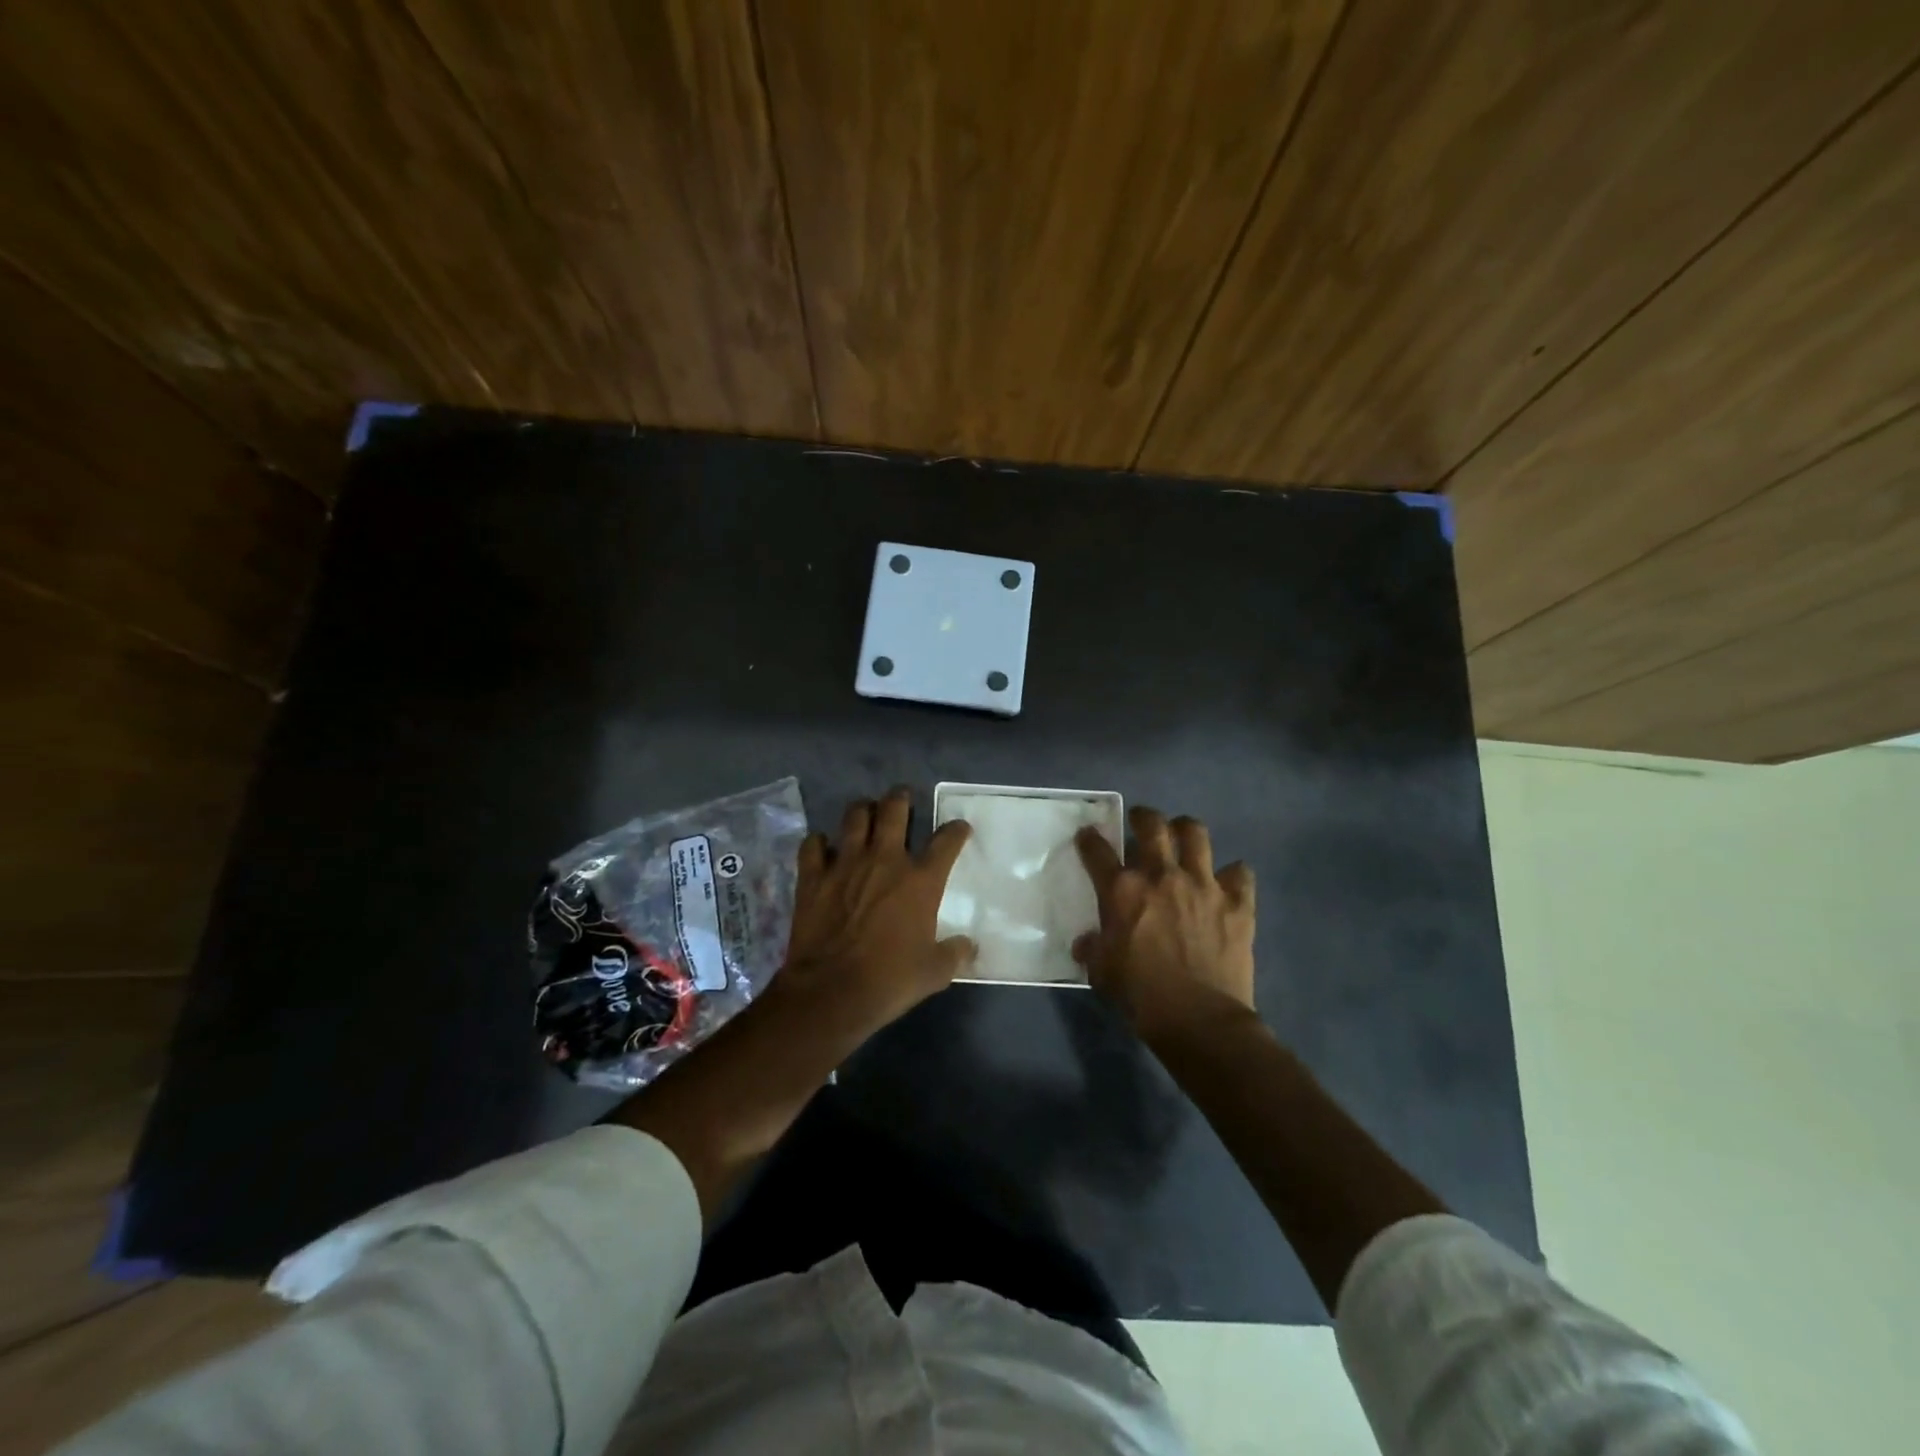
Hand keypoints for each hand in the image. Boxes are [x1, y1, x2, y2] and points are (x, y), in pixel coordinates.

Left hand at [778, 787, 976, 1039]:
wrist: (831, 992)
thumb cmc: (890, 980)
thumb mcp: (934, 972)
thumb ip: (955, 954)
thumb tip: (970, 947)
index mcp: (921, 881)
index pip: (946, 842)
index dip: (956, 831)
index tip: (959, 828)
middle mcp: (885, 860)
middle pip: (894, 810)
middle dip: (901, 798)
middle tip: (902, 797)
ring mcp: (845, 864)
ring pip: (854, 817)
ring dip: (862, 809)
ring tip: (865, 811)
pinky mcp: (813, 876)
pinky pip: (813, 844)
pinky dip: (819, 842)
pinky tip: (822, 846)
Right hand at [1074, 807, 1255, 1042]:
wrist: (1199, 1020)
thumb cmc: (1142, 996)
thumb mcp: (1103, 973)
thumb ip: (1094, 949)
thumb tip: (1086, 943)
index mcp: (1123, 891)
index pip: (1098, 851)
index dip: (1090, 840)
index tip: (1088, 836)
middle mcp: (1162, 876)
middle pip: (1152, 825)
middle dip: (1143, 817)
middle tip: (1141, 822)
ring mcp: (1203, 884)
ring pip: (1196, 834)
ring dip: (1186, 830)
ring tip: (1183, 836)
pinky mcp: (1237, 902)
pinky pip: (1240, 873)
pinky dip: (1233, 874)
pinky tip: (1227, 883)